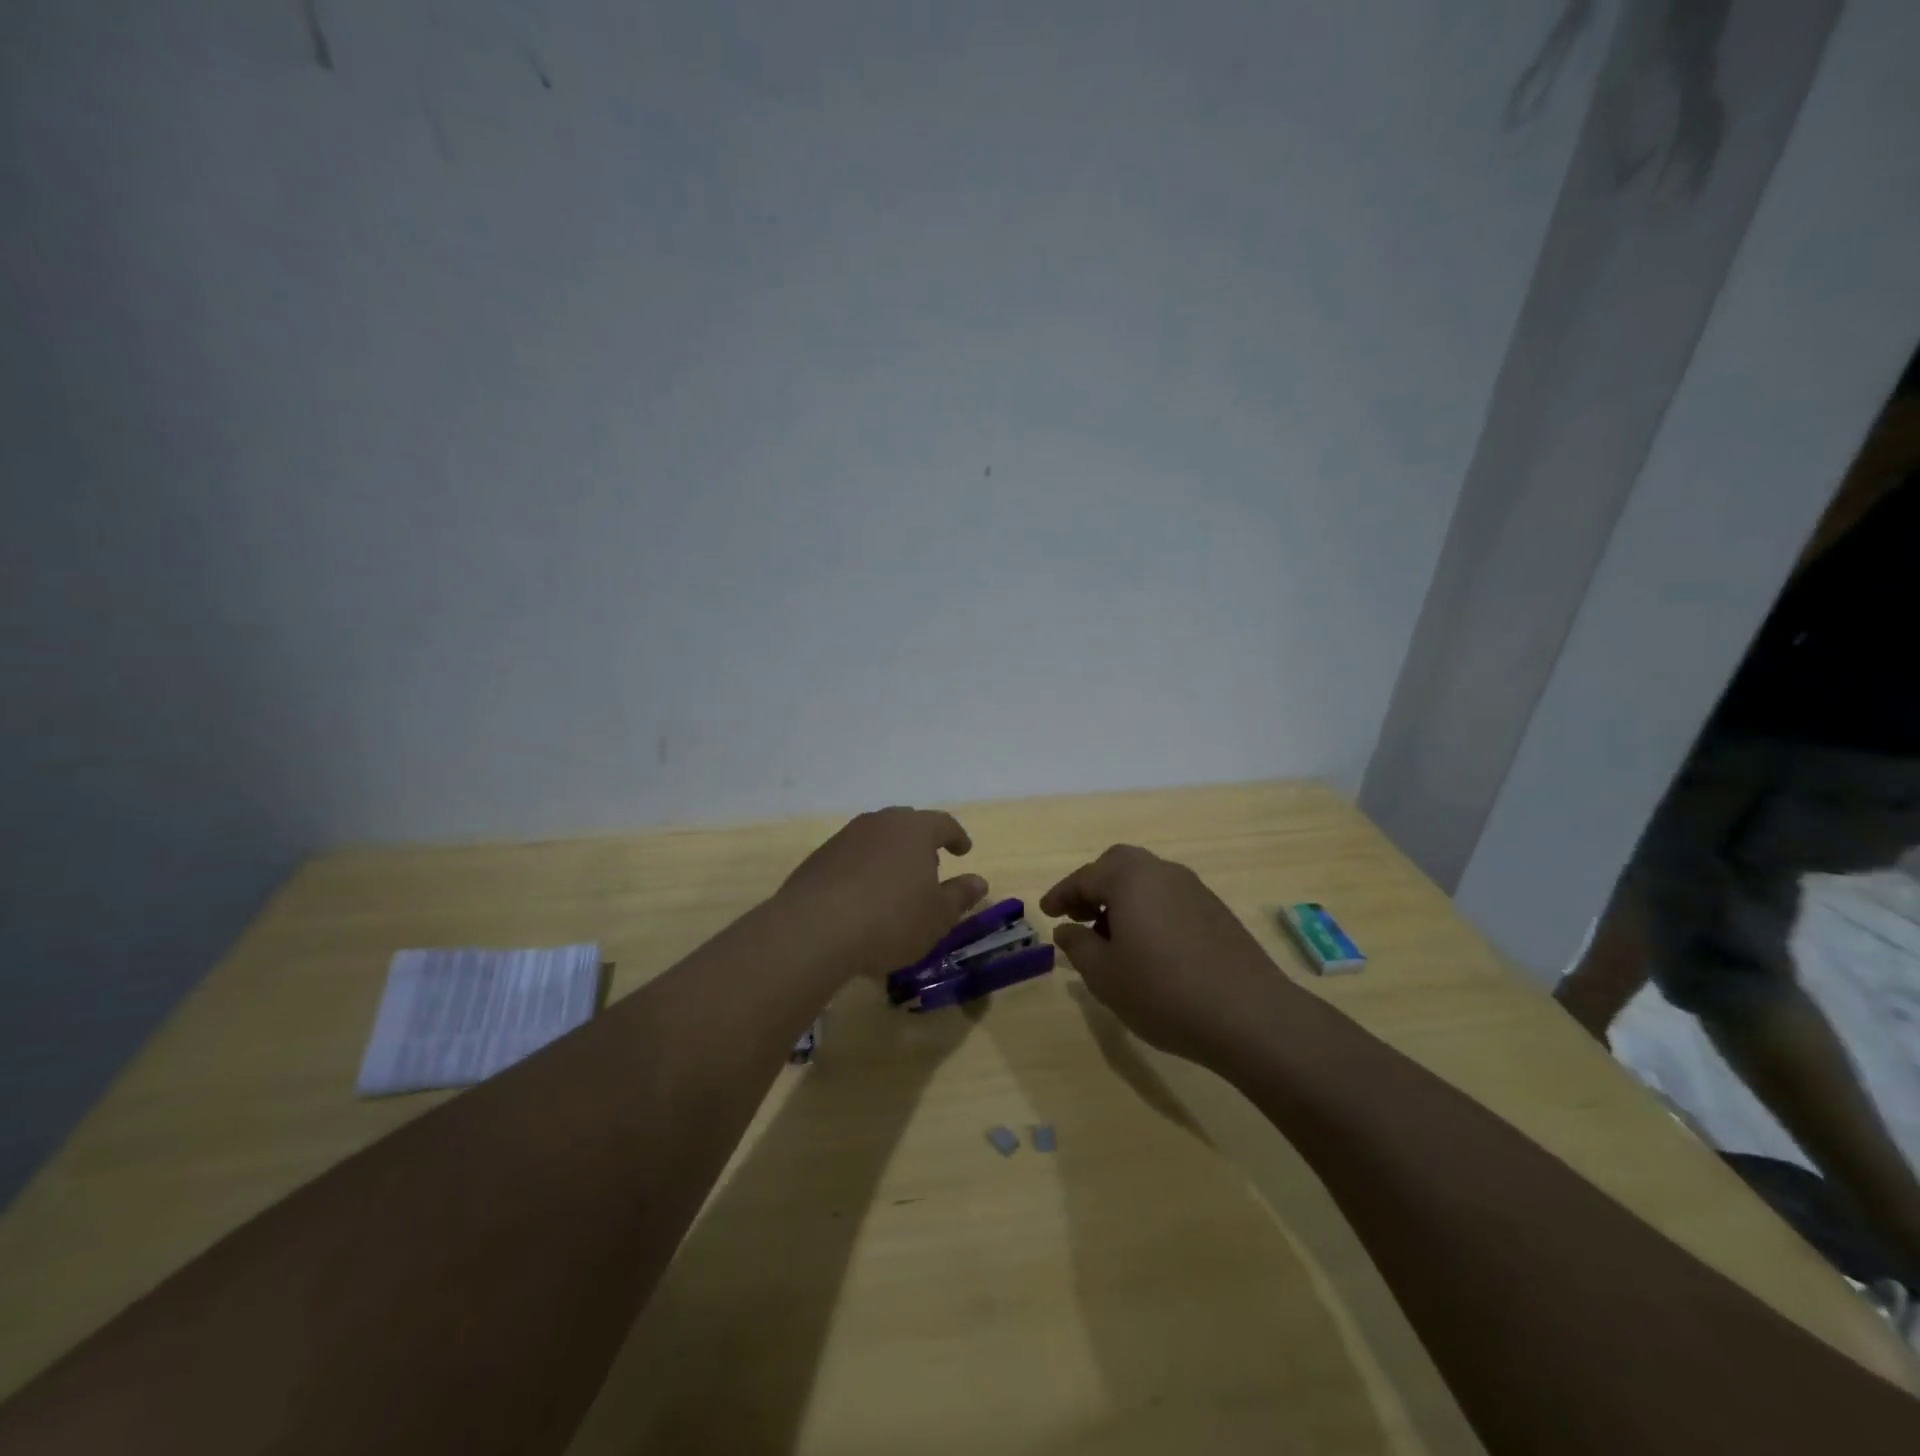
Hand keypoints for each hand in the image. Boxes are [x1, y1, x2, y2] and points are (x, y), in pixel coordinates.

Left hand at [776, 807, 988, 979]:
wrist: (814, 929)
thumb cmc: (890, 920)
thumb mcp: (937, 916)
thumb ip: (960, 895)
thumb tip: (978, 881)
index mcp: (914, 829)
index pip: (943, 823)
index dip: (956, 836)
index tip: (964, 850)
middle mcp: (879, 823)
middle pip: (907, 825)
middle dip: (922, 844)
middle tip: (930, 869)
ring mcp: (845, 837)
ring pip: (877, 839)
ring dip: (891, 856)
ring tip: (896, 886)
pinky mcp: (819, 858)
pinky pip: (852, 857)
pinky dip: (864, 870)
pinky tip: (863, 898)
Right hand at [1042, 845, 1299, 1067]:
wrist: (1250, 1015)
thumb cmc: (1163, 991)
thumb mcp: (1104, 975)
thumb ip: (1078, 945)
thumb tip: (1066, 929)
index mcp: (1130, 878)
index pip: (1085, 877)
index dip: (1061, 895)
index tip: (1046, 913)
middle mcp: (1163, 872)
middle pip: (1119, 865)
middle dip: (1094, 887)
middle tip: (1078, 916)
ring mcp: (1195, 889)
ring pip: (1147, 881)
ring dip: (1122, 899)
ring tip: (1111, 938)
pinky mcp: (1216, 911)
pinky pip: (1169, 898)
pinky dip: (1149, 911)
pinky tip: (1148, 948)